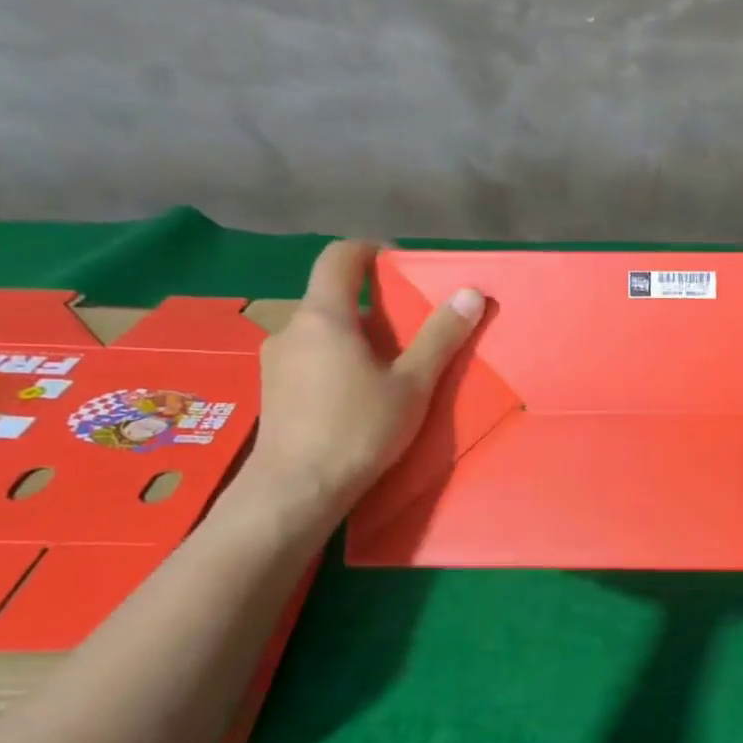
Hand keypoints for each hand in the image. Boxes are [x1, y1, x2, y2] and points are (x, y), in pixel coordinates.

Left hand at [245, 239, 483, 515]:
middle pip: (334, 298)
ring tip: (389, 370)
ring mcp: (276, 361)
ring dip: (356, 338)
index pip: (340, 258)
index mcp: (324, 316)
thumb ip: (440, 336)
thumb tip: (470, 293)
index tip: (399, 263)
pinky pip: (310, 358)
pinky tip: (357, 397)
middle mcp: (292, 328)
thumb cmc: (358, 430)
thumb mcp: (412, 384)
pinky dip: (337, 361)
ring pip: (322, 332)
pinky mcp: (272, 390)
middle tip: (411, 332)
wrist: (296, 491)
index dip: (370, 250)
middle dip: (374, 306)